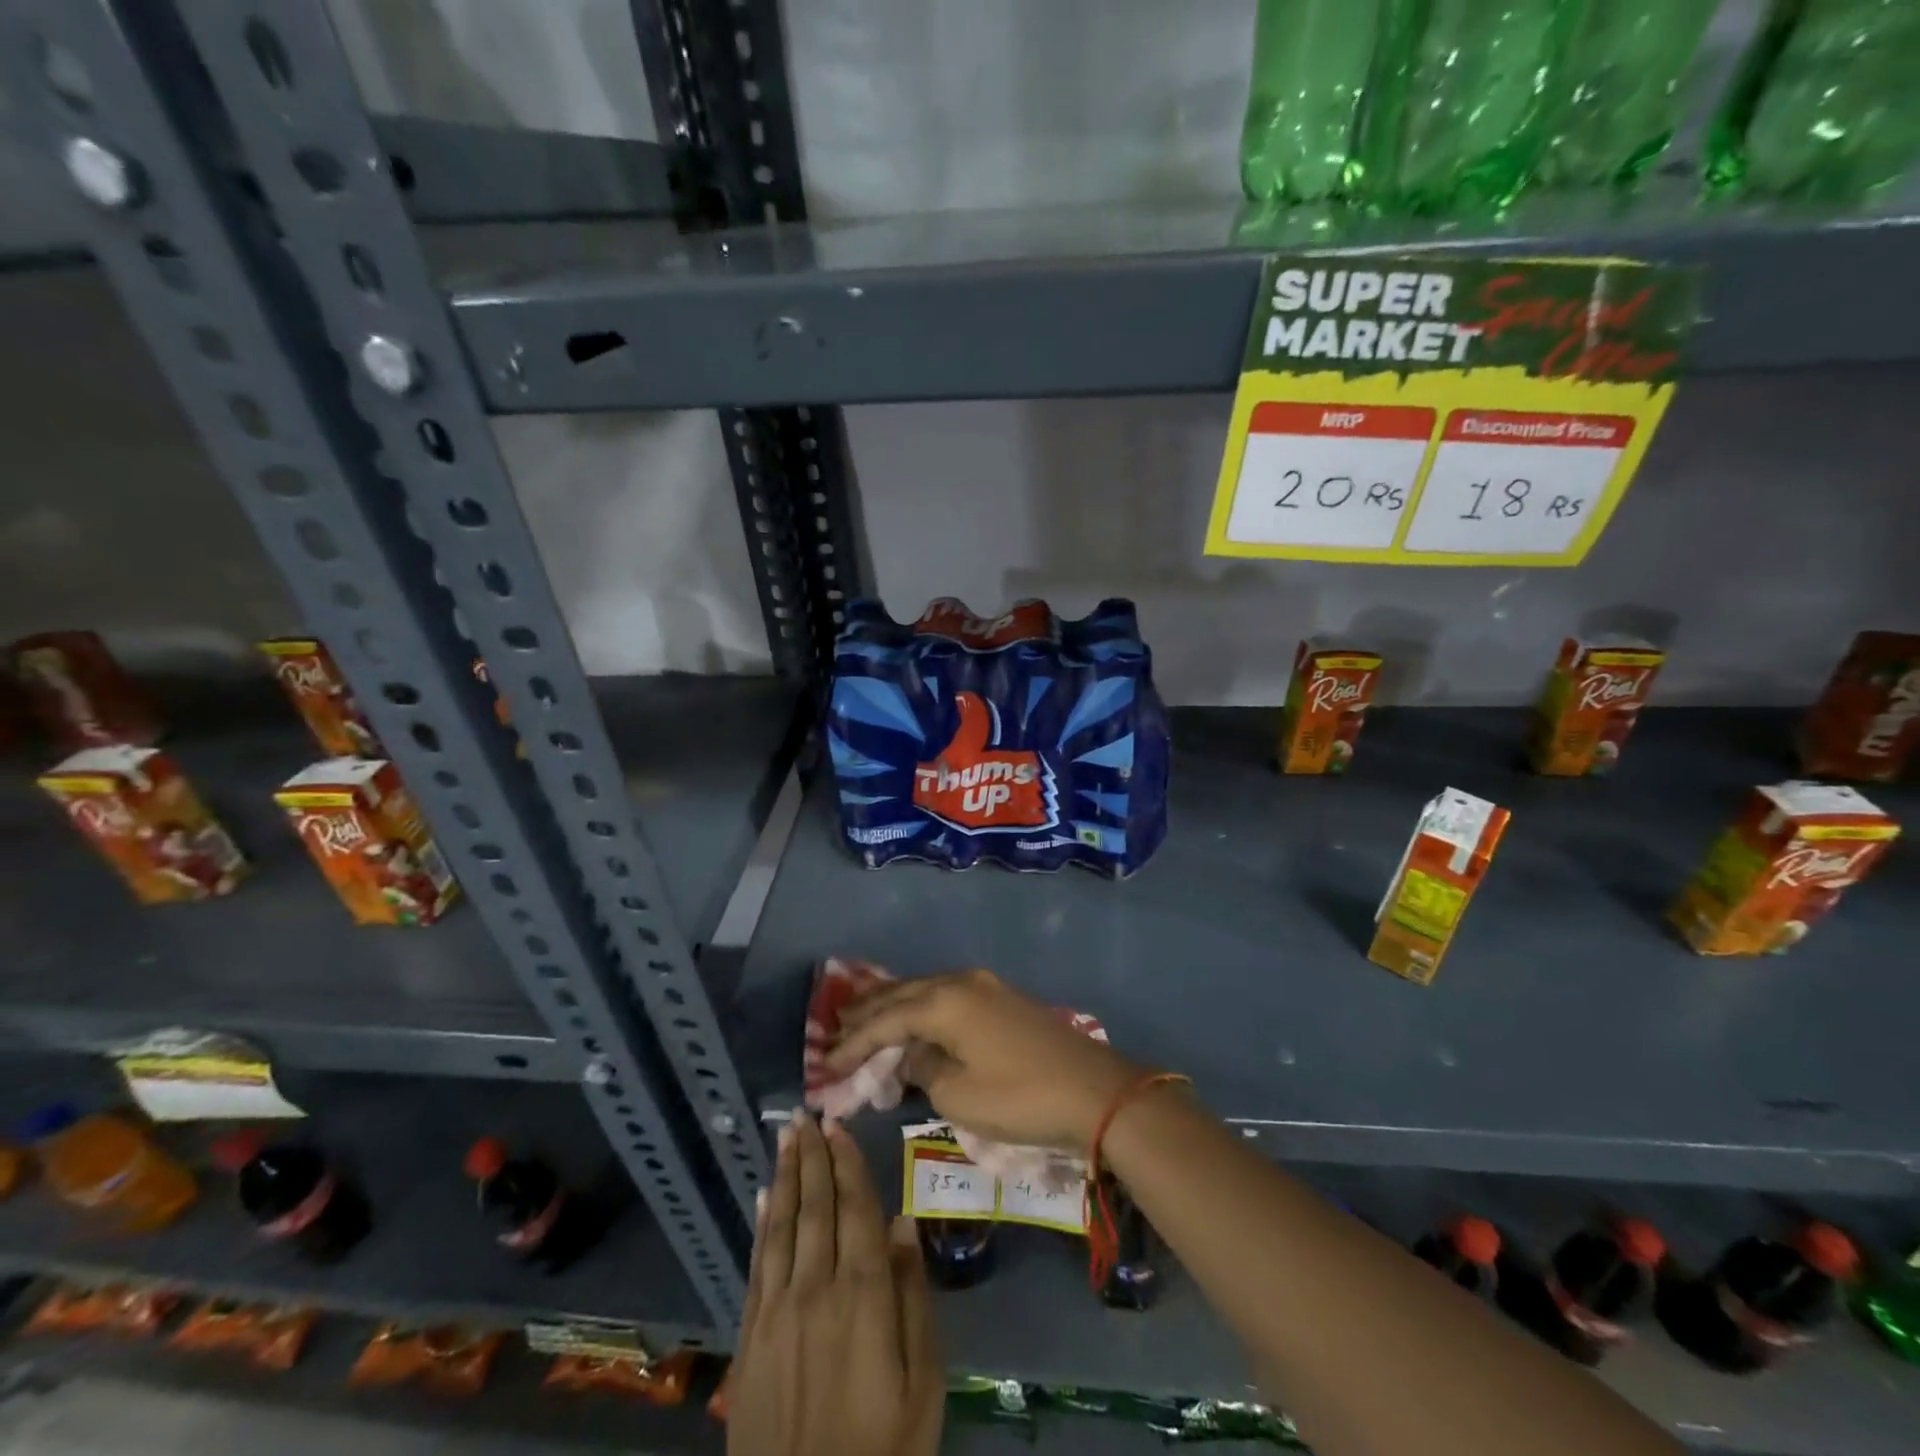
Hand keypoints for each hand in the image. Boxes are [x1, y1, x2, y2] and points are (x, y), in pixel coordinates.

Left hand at [728, 1113, 941, 1455]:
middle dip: (812, 1157)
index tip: (838, 1124)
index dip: (846, 1163)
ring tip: (787, 1138)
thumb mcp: (924, 1384)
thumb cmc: (885, 1449)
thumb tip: (902, 1222)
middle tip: (806, 1114)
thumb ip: (913, 1298)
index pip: (855, 1209)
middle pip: (815, 1207)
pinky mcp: (751, 1339)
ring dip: (786, 1177)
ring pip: (782, 1226)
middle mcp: (816, 1289)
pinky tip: (763, 1198)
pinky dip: (762, 1225)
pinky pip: (757, 1265)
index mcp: (864, 1295)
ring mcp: (777, 1312)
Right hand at [824, 969, 1142, 1153]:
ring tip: (864, 1021)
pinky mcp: (1003, 998)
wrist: (1095, 1091)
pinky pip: (947, 997)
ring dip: (894, 1007)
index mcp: (944, 1001)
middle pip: (902, 993)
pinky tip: (913, 1022)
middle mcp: (961, 981)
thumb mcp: (958, 1095)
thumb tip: (914, 1053)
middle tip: (835, 1029)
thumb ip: (923, 1068)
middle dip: (867, 1013)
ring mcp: (985, 986)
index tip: (824, 1065)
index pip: (885, 1020)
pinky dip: (922, 1010)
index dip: (853, 1043)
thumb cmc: (1020, 1097)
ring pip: (925, 990)